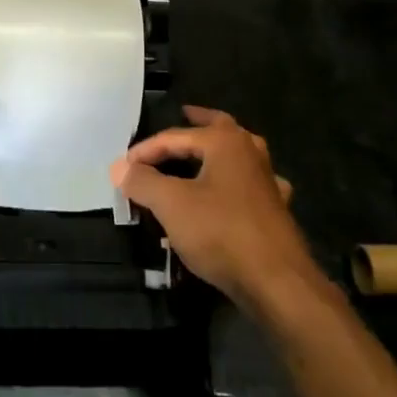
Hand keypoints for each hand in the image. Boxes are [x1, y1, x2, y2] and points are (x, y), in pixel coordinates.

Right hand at [111, 106, 313, 305]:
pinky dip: (235, 183)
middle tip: (183, 114)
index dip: (146, 150)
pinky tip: (232, 193)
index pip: (175, 136)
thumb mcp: (172, 205)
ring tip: (201, 152)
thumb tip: (119, 167)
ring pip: (238, 154)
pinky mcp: (275, 209)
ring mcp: (267, 180)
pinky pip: (249, 185)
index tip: (123, 167)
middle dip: (199, 122)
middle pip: (219, 127)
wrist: (277, 282)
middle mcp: (249, 152)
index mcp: (225, 142)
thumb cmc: (221, 232)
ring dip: (217, 151)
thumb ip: (143, 182)